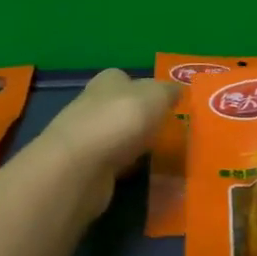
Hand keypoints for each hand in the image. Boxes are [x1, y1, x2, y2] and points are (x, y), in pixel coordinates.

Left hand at [37, 69, 178, 220]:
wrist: (80, 167)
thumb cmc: (120, 120)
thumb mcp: (155, 96)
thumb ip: (168, 92)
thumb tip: (176, 90)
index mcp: (108, 81)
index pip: (126, 79)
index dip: (146, 90)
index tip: (167, 105)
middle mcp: (93, 105)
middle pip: (122, 109)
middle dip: (142, 120)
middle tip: (169, 132)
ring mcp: (87, 138)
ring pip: (118, 138)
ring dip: (135, 146)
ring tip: (162, 157)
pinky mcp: (86, 168)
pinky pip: (115, 165)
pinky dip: (128, 170)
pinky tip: (144, 176)